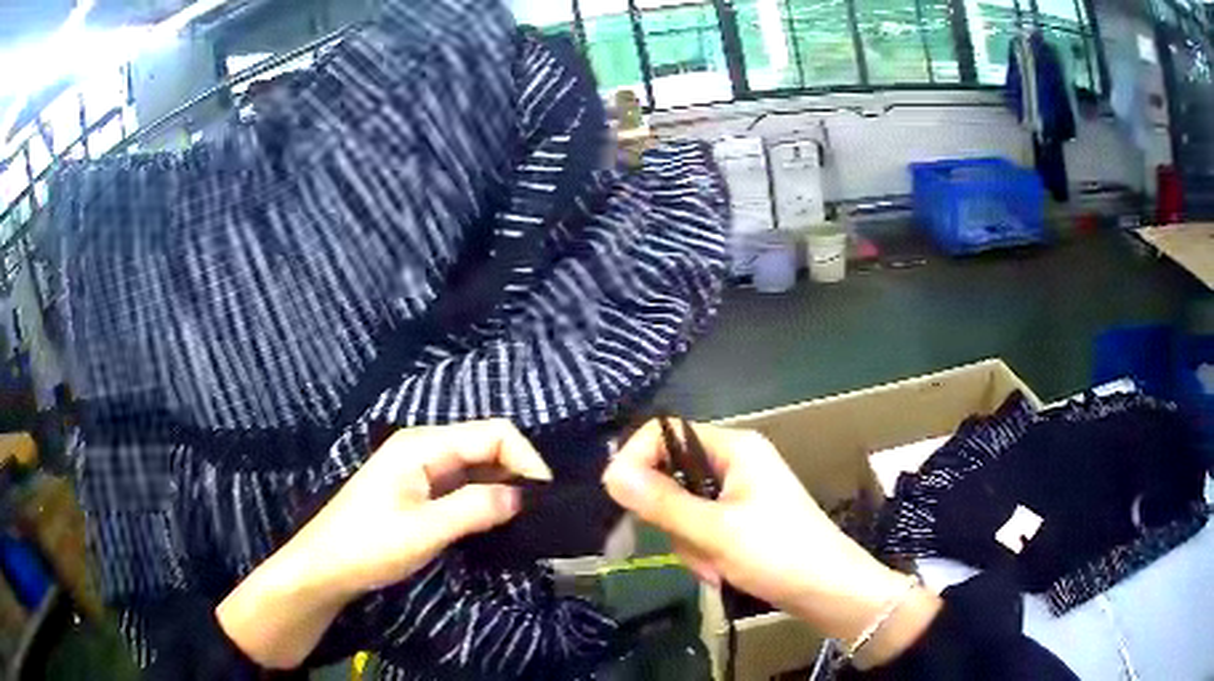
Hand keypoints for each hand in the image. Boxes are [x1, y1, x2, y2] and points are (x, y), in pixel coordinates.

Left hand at [217, 420, 551, 668]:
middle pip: (485, 445)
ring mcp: (419, 469)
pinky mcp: (416, 491)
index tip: (545, 497)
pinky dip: (484, 499)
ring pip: (475, 466)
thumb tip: (523, 496)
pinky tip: (496, 522)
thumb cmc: (369, 546)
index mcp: (423, 445)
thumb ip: (476, 508)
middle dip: (517, 472)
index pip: (493, 432)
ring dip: (502, 487)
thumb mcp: (426, 529)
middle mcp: (423, 448)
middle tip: (540, 512)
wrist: (324, 568)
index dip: (525, 459)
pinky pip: (461, 485)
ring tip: (525, 519)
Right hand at [603, 421, 939, 667]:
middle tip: (695, 547)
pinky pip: (699, 528)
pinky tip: (723, 571)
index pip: (666, 433)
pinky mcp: (740, 520)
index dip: (637, 458)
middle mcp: (735, 462)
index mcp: (734, 447)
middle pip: (671, 475)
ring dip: (690, 543)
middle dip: (673, 518)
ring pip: (682, 509)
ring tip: (717, 565)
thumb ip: (661, 502)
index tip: (618, 496)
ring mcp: (738, 493)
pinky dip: (703, 552)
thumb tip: (610, 474)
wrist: (828, 591)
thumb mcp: (714, 531)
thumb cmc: (778, 554)